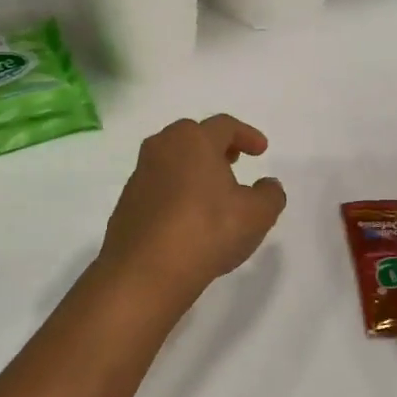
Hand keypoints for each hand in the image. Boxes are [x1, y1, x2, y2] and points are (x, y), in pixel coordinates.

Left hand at [97, 115, 287, 305]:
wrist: (145, 271)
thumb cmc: (206, 231)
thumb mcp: (256, 215)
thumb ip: (269, 195)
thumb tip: (268, 185)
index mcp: (194, 140)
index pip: (224, 125)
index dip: (246, 135)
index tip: (261, 150)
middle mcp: (162, 147)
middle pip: (192, 135)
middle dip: (216, 145)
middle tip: (233, 161)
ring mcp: (140, 174)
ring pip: (172, 159)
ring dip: (193, 167)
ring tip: (212, 189)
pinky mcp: (127, 202)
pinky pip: (158, 184)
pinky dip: (176, 190)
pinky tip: (187, 215)